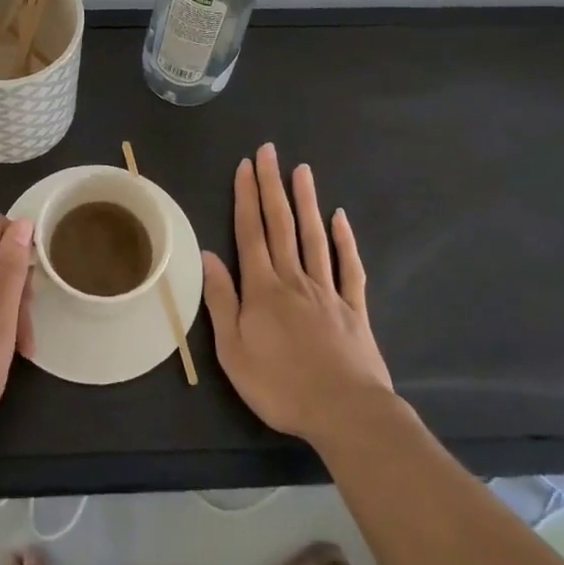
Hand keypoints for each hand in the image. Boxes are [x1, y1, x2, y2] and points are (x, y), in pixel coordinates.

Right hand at [202, 144, 393, 446]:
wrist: (346, 413)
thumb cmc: (281, 386)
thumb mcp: (234, 351)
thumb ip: (221, 301)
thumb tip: (208, 255)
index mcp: (263, 289)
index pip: (251, 232)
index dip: (247, 197)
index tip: (246, 165)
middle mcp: (294, 279)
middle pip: (282, 225)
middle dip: (273, 186)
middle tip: (270, 152)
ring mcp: (328, 291)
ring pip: (314, 237)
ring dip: (306, 201)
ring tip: (302, 170)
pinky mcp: (354, 309)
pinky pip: (349, 267)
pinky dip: (344, 240)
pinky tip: (340, 218)